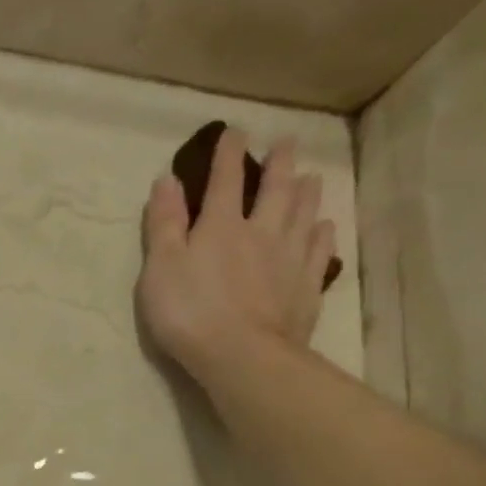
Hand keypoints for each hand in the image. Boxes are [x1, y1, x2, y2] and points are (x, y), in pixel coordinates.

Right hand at [135, 128, 337, 387]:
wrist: (242, 355)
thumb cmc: (189, 312)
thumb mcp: (161, 267)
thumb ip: (164, 224)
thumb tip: (167, 180)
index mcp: (221, 226)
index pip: (226, 180)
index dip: (229, 154)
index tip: (235, 131)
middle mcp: (261, 232)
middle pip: (276, 190)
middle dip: (279, 164)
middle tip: (287, 143)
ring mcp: (289, 259)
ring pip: (304, 215)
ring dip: (307, 192)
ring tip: (312, 176)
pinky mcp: (306, 287)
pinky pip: (319, 251)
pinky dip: (322, 234)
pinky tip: (324, 227)